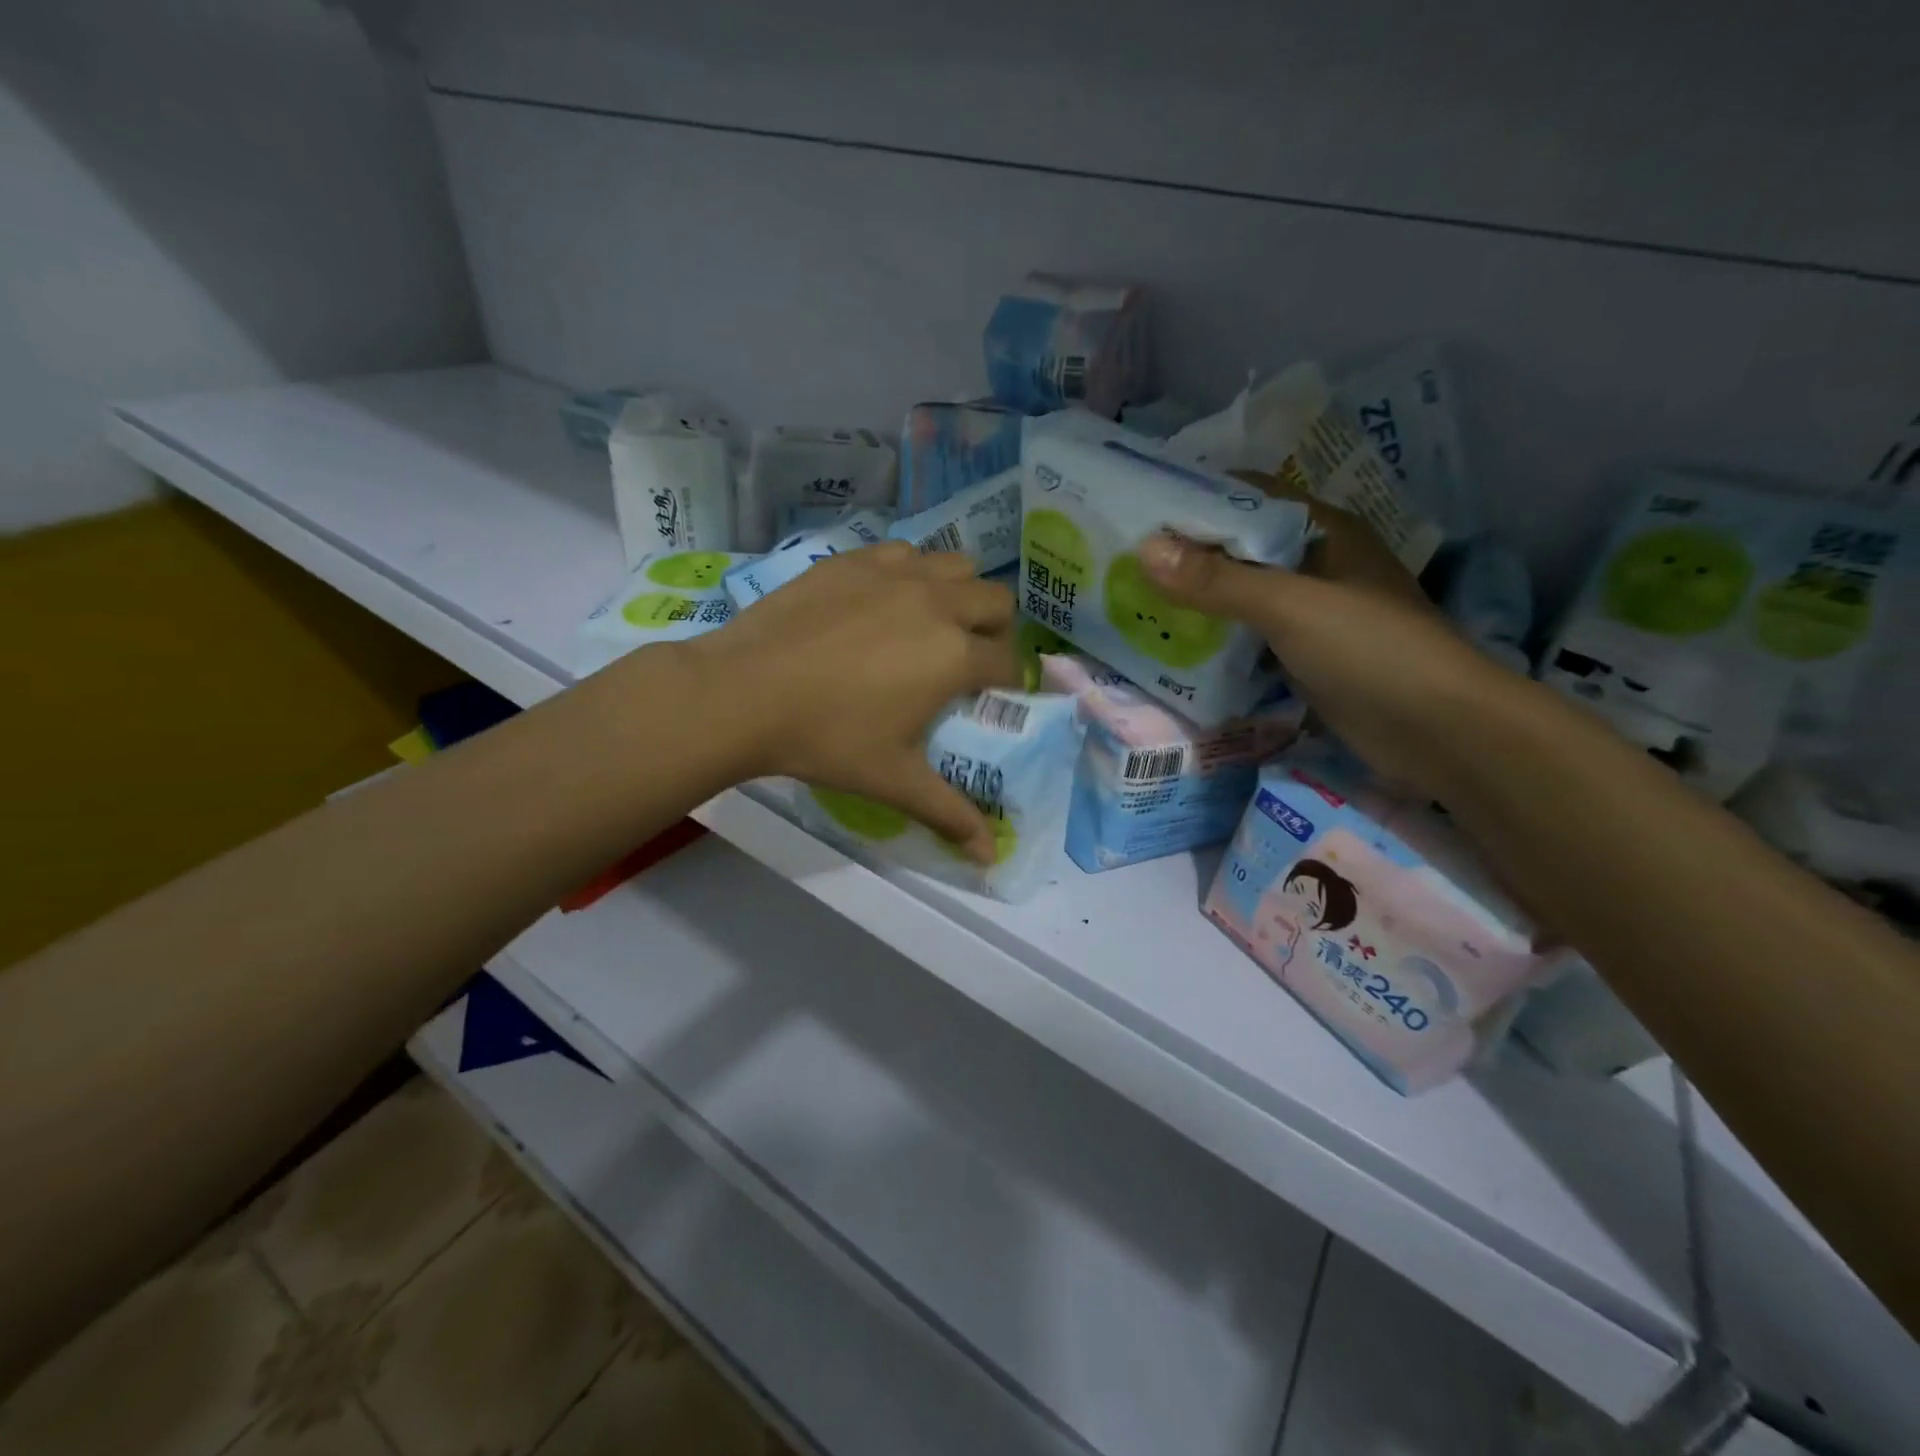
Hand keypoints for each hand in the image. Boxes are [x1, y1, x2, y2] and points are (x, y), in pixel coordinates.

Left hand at [685, 543, 1020, 860]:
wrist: (744, 693)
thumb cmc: (827, 739)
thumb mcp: (894, 780)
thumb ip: (950, 813)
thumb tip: (991, 857)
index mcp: (954, 656)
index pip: (1008, 662)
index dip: (1006, 682)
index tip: (989, 697)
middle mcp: (937, 603)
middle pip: (997, 601)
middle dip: (995, 630)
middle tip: (965, 658)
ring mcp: (895, 573)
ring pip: (956, 565)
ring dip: (959, 592)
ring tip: (931, 622)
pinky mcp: (855, 559)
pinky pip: (905, 552)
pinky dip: (911, 572)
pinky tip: (885, 599)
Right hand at [1137, 492, 1519, 800]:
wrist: (1439, 732)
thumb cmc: (1371, 650)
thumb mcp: (1290, 606)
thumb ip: (1217, 581)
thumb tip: (1143, 550)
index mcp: (1323, 532)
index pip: (1250, 498)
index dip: (1197, 499)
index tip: (1138, 510)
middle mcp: (1315, 566)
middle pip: (1240, 550)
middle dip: (1186, 555)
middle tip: (1121, 562)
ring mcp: (1311, 615)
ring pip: (1241, 597)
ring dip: (1196, 601)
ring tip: (1132, 601)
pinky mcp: (1303, 658)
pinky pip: (1248, 639)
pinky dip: (1214, 640)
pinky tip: (1172, 647)